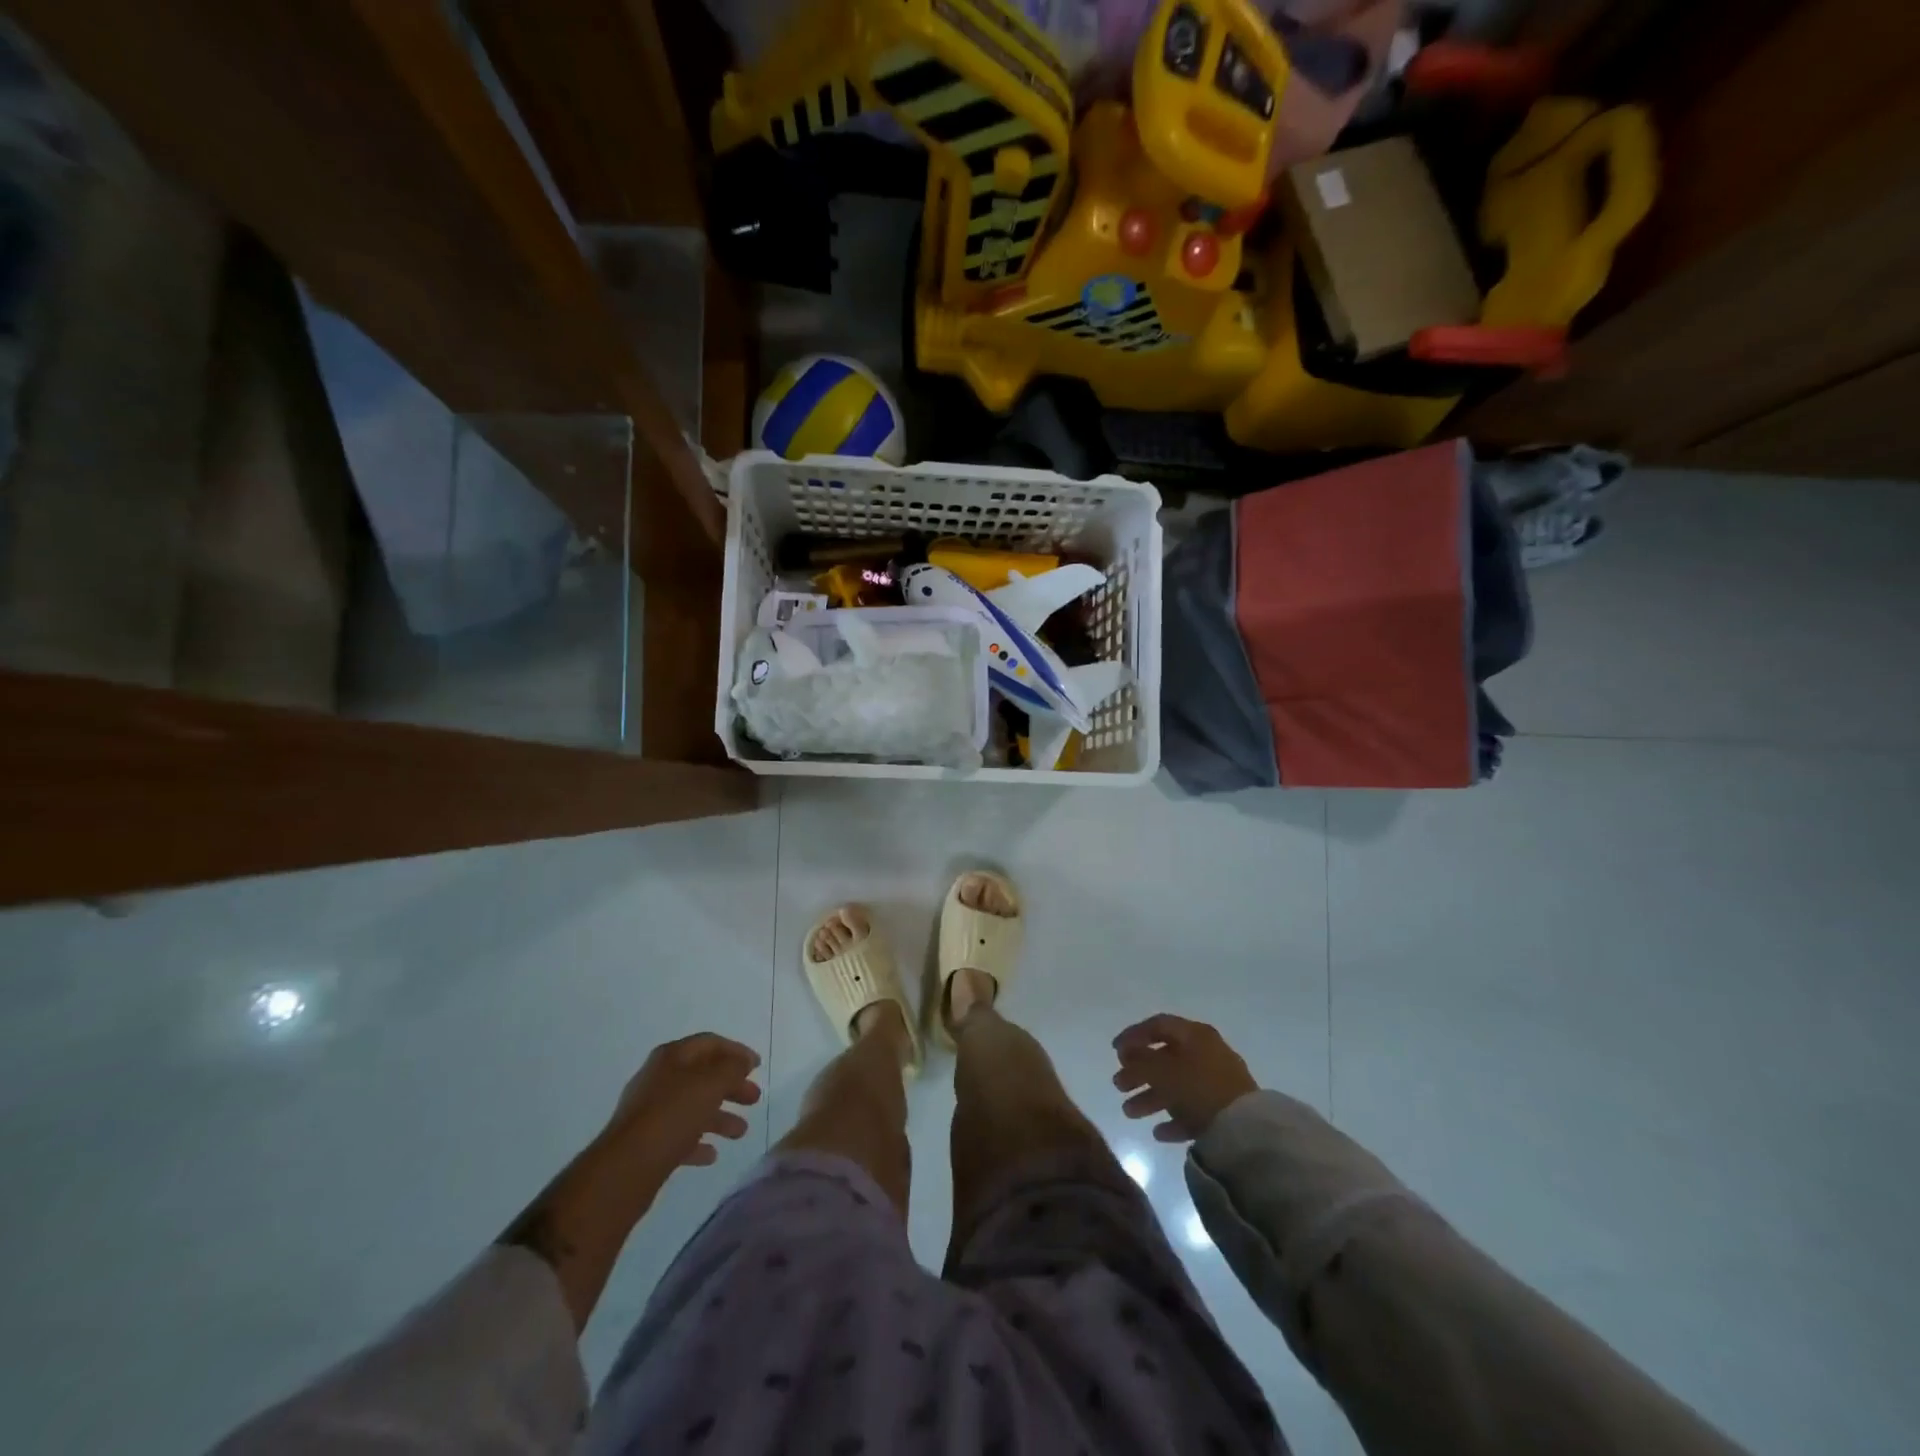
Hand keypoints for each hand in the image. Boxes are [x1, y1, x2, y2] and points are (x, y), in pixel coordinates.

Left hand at [607, 1032, 762, 1172]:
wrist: (626, 1168)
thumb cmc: (673, 1115)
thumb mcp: (711, 1083)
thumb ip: (732, 1068)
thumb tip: (742, 1061)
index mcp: (672, 1057)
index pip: (710, 1043)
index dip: (736, 1051)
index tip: (757, 1066)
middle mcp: (660, 1078)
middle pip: (703, 1076)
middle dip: (731, 1086)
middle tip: (754, 1099)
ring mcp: (651, 1111)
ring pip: (693, 1107)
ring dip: (719, 1117)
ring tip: (740, 1132)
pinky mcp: (647, 1142)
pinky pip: (679, 1136)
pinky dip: (698, 1141)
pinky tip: (712, 1154)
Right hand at [1112, 1014, 1257, 1142]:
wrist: (1246, 1129)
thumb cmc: (1198, 1088)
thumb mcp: (1162, 1070)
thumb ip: (1140, 1059)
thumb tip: (1127, 1052)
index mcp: (1195, 1034)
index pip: (1158, 1025)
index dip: (1133, 1035)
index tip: (1114, 1051)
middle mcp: (1207, 1053)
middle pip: (1165, 1058)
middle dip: (1138, 1072)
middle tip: (1118, 1085)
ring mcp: (1217, 1082)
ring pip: (1177, 1085)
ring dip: (1150, 1097)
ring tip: (1129, 1112)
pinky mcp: (1224, 1110)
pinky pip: (1192, 1109)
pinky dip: (1173, 1118)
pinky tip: (1158, 1132)